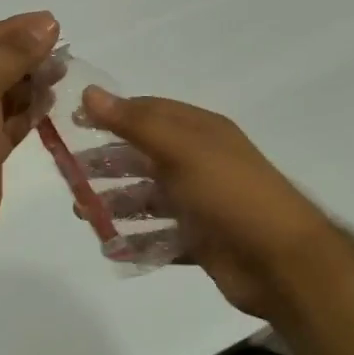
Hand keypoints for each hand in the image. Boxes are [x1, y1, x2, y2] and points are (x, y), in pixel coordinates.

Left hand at [0, 12, 59, 251]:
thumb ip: (14, 54)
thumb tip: (47, 23)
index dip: (11, 30)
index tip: (50, 22)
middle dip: (23, 56)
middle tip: (62, 48)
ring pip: (1, 95)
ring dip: (29, 82)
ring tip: (62, 69)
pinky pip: (8, 124)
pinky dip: (28, 111)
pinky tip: (51, 98)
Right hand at [76, 88, 338, 318]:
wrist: (283, 261)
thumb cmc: (230, 193)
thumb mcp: (181, 149)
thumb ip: (134, 122)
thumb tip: (89, 92)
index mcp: (200, 132)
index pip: (148, 112)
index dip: (111, 115)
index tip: (74, 125)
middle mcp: (200, 162)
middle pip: (144, 156)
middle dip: (108, 162)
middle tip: (70, 173)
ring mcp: (202, 203)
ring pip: (150, 198)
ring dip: (117, 202)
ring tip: (83, 212)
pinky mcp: (202, 241)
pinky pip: (162, 237)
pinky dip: (138, 241)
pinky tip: (112, 247)